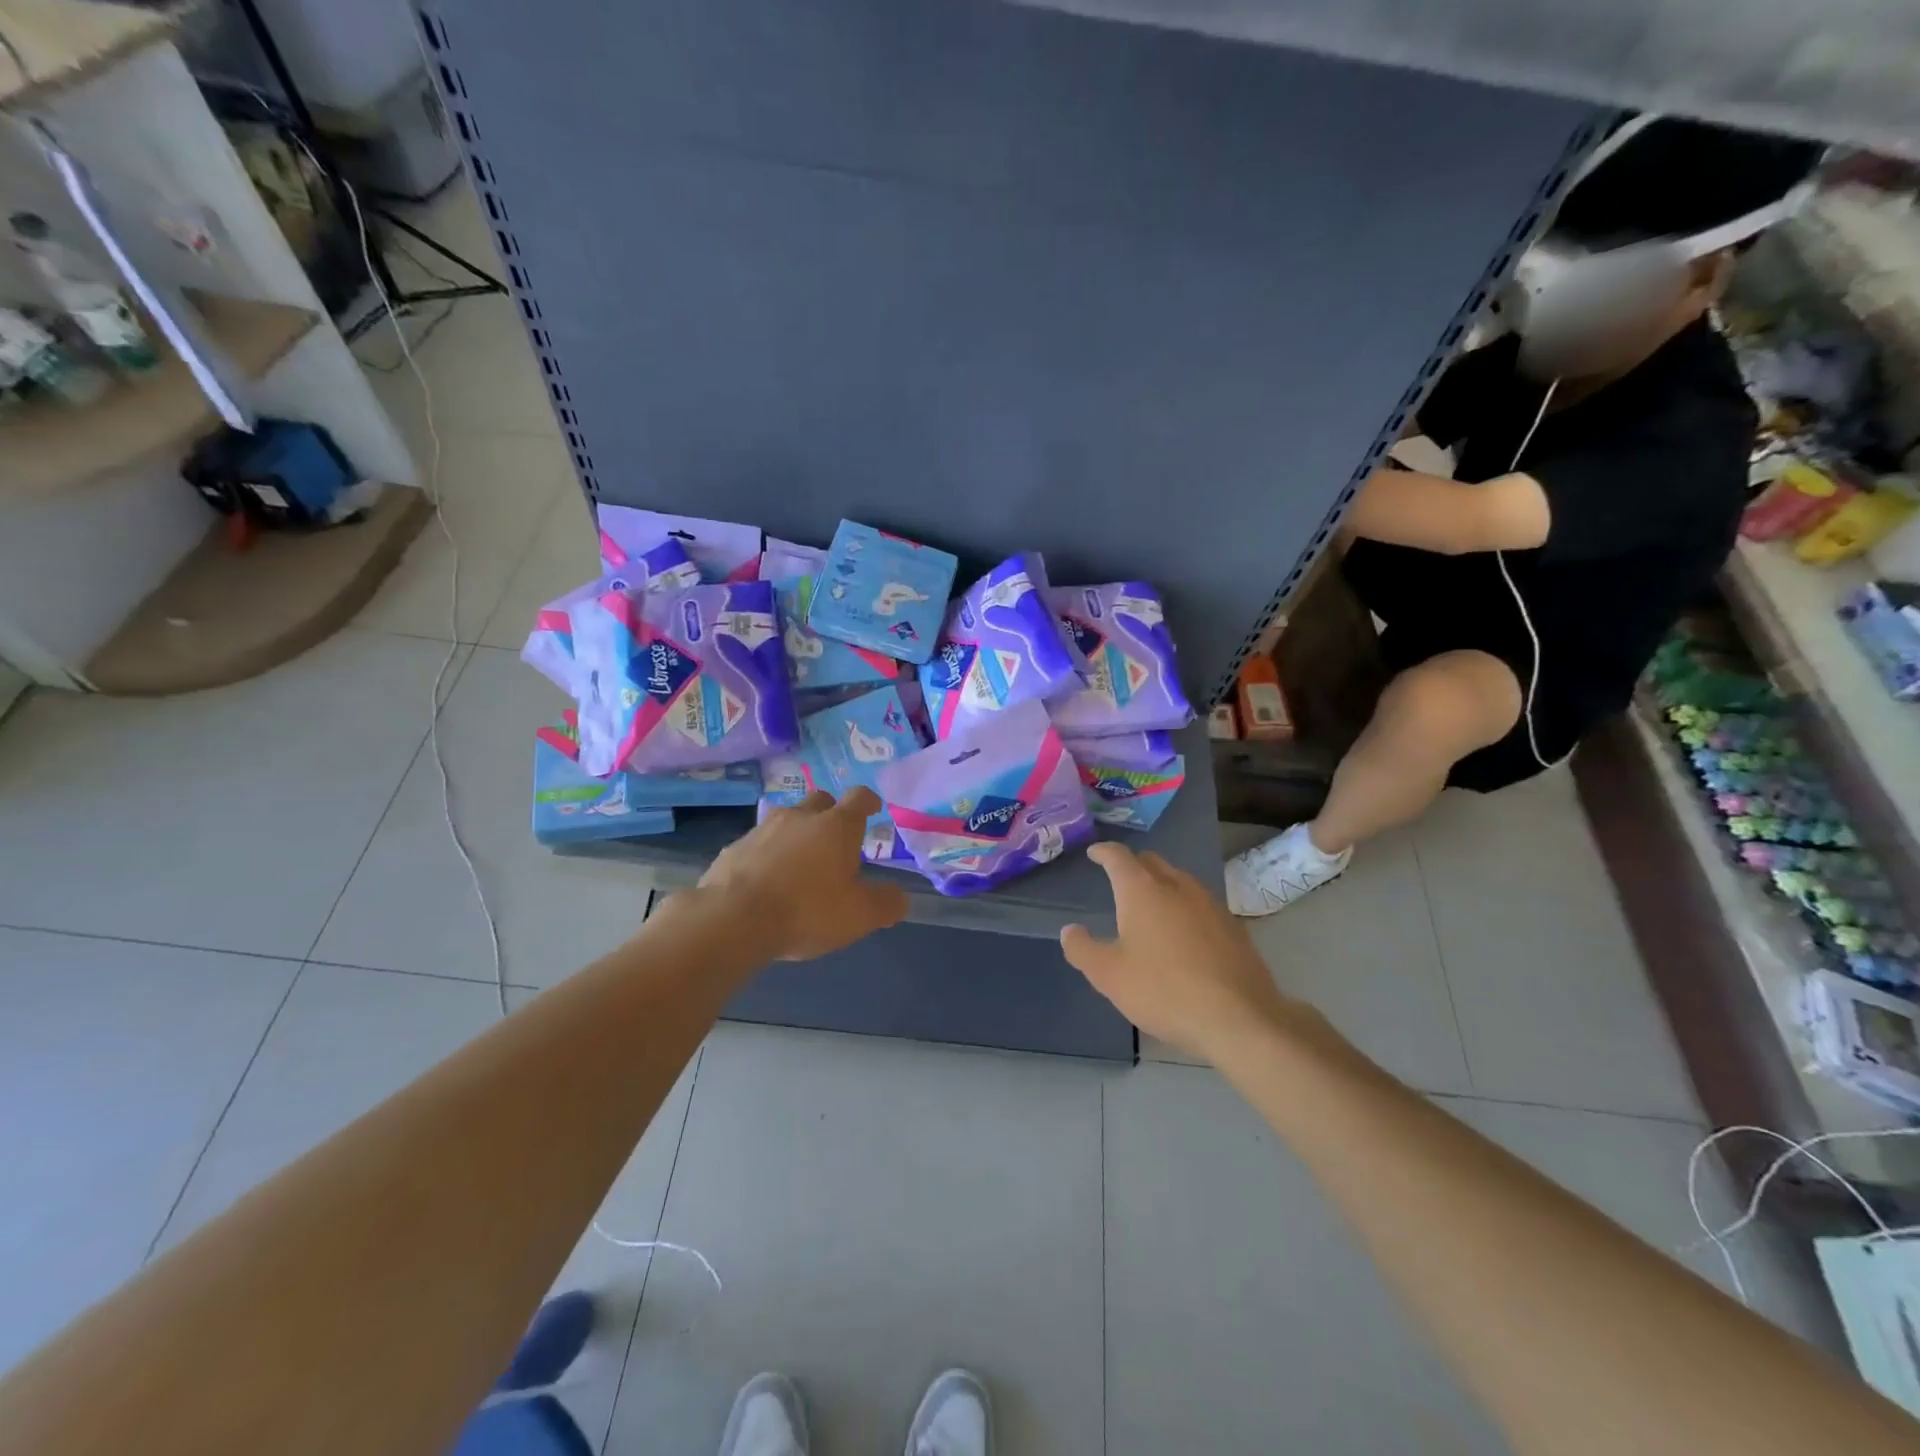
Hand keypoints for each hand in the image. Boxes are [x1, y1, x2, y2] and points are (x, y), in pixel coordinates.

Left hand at [697, 788, 909, 959]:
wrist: (732, 919)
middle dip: (831, 813)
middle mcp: (800, 817)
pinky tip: (767, 880)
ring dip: (797, 833)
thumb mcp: (859, 915)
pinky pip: (759, 843)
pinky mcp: (734, 847)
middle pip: (821, 800)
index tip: (873, 807)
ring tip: (800, 861)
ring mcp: (763, 829)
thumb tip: (899, 898)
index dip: (868, 801)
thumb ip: (885, 904)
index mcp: (836, 826)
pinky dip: (768, 854)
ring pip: (787, 819)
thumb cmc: (807, 910)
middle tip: (836, 838)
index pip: (858, 798)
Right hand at [1061, 842, 1302, 1064]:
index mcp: (1143, 891)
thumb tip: (1070, 931)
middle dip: (1133, 865)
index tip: (1094, 853)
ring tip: (1151, 905)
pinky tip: (1184, 933)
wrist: (1239, 1018)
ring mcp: (1210, 904)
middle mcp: (1177, 886)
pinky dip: (1185, 907)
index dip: (1103, 852)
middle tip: (1119, 879)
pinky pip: (1201, 904)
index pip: (1119, 857)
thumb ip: (1082, 949)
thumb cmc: (1164, 990)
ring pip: (1180, 880)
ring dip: (1161, 884)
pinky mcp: (1233, 926)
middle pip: (1152, 862)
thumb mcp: (1108, 976)